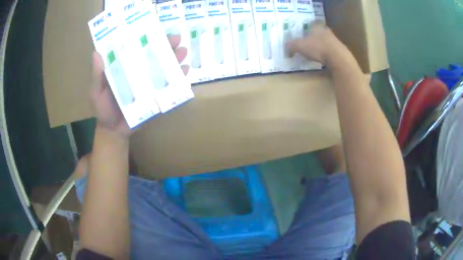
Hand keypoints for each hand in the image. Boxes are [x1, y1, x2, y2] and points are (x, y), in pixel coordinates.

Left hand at [90, 35, 188, 136]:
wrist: (114, 131)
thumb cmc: (103, 109)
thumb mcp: (96, 91)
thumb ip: (96, 75)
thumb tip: (96, 53)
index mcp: (125, 67)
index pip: (137, 48)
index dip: (147, 38)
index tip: (156, 29)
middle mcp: (140, 71)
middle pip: (154, 56)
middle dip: (166, 46)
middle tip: (176, 39)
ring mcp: (150, 84)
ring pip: (164, 68)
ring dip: (174, 59)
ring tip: (182, 52)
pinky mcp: (157, 97)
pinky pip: (169, 86)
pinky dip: (179, 79)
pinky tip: (185, 71)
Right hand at [286, 21, 350, 67]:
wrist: (338, 58)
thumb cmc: (318, 48)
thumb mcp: (300, 46)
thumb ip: (291, 45)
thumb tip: (286, 46)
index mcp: (317, 27)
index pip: (313, 23)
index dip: (308, 27)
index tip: (305, 32)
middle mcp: (327, 31)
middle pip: (320, 32)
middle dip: (315, 37)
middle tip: (309, 43)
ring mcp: (335, 41)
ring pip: (326, 41)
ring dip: (322, 46)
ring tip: (316, 53)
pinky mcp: (341, 52)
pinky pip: (332, 51)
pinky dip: (327, 54)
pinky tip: (324, 60)